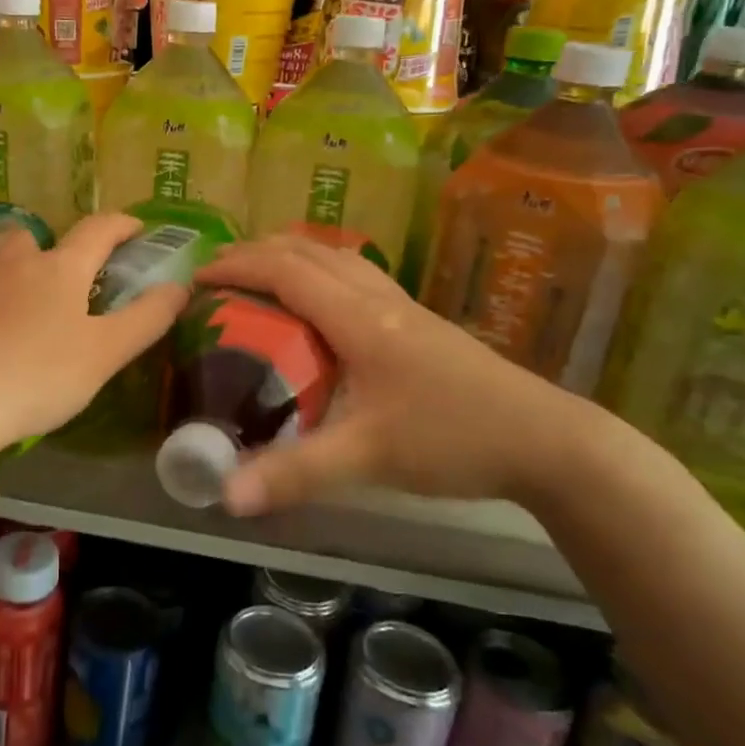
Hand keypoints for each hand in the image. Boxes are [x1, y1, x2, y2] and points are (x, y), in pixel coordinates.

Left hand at [0, 213, 188, 453]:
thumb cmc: (35, 378)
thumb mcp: (103, 355)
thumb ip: (146, 319)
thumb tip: (181, 286)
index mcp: (60, 269)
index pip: (99, 231)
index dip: (122, 225)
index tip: (135, 229)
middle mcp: (14, 258)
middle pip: (41, 238)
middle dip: (59, 252)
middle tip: (67, 287)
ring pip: (0, 256)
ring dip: (17, 268)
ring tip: (20, 306)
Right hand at [194, 234, 594, 514]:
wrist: (547, 440)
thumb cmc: (453, 437)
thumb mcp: (367, 458)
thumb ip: (294, 473)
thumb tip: (225, 495)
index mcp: (359, 319)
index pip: (286, 271)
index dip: (237, 265)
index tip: (197, 278)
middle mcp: (378, 299)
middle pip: (309, 251)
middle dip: (257, 252)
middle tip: (218, 275)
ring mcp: (404, 307)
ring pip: (337, 258)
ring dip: (291, 256)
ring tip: (257, 279)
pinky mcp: (419, 323)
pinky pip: (356, 277)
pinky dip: (320, 273)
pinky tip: (317, 307)